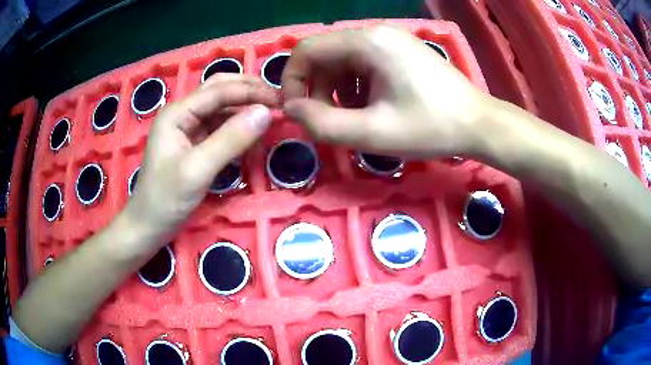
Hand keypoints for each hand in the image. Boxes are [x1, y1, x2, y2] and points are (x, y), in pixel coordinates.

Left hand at [127, 74, 278, 236]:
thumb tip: (266, 112)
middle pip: (219, 90)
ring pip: (221, 108)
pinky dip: (238, 129)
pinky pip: (219, 128)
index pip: (219, 91)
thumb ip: (231, 139)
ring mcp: (187, 129)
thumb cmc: (166, 199)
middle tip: (277, 100)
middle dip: (248, 91)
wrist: (148, 227)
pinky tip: (252, 135)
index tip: (281, 100)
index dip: (251, 92)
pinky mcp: (193, 144)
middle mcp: (182, 113)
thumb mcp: (198, 169)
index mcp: (177, 113)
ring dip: (245, 109)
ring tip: (269, 115)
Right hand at [281, 25, 488, 157]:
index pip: (306, 50)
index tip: (298, 113)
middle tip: (331, 122)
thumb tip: (290, 110)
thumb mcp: (372, 133)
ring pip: (343, 61)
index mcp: (367, 42)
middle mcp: (376, 32)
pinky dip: (357, 87)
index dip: (292, 81)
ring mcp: (391, 40)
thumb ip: (323, 123)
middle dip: (318, 90)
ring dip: (338, 91)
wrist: (478, 124)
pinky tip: (373, 107)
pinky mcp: (400, 52)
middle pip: (325, 55)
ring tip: (356, 118)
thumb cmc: (430, 127)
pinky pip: (363, 64)